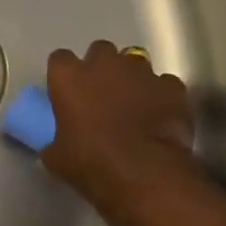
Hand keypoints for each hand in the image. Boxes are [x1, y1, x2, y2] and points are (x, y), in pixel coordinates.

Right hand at [41, 41, 199, 211]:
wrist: (145, 174)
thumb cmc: (91, 163)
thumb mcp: (57, 157)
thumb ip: (54, 142)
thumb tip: (56, 146)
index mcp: (68, 77)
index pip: (60, 59)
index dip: (65, 75)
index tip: (68, 91)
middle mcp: (103, 64)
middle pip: (100, 51)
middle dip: (102, 67)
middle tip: (103, 93)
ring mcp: (140, 72)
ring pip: (135, 62)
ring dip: (132, 77)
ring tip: (135, 102)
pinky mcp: (171, 87)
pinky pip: (165, 83)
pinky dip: (162, 95)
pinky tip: (161, 113)